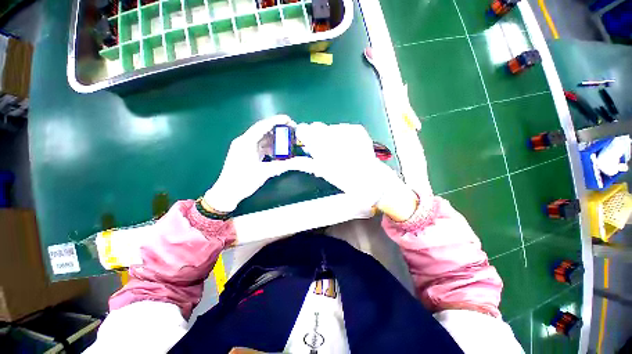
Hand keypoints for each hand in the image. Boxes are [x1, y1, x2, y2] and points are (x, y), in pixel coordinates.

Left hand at [203, 115, 312, 212]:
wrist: (227, 193)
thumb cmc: (244, 181)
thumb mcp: (265, 172)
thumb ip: (284, 165)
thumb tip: (301, 162)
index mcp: (246, 142)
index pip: (263, 126)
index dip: (277, 121)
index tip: (290, 120)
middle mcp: (244, 141)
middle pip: (263, 130)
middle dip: (278, 129)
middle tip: (292, 131)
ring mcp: (244, 148)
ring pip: (261, 139)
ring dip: (274, 139)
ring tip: (287, 141)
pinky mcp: (245, 154)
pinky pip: (259, 146)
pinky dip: (269, 147)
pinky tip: (278, 151)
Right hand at [295, 122, 417, 220]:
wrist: (370, 179)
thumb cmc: (344, 179)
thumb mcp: (323, 171)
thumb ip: (307, 162)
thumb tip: (296, 158)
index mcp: (320, 146)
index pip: (304, 130)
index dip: (304, 135)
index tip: (307, 141)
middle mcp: (331, 134)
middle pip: (316, 126)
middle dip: (318, 136)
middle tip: (324, 148)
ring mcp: (345, 130)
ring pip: (330, 128)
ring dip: (331, 136)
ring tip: (340, 149)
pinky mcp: (357, 129)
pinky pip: (344, 128)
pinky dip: (343, 135)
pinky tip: (349, 146)